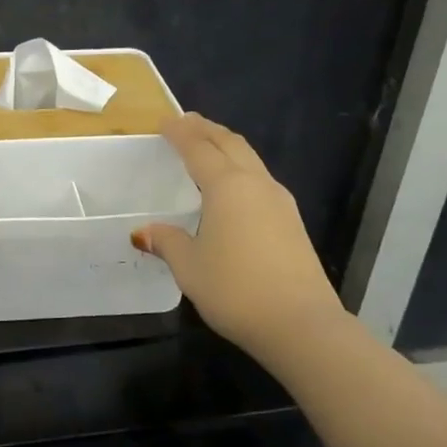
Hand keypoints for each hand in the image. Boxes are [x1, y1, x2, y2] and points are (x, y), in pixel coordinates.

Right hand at [133, 114, 343, 356]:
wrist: (301, 324)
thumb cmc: (236, 290)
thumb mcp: (190, 267)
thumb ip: (168, 242)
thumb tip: (145, 231)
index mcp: (227, 187)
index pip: (198, 148)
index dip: (179, 132)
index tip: (164, 122)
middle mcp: (255, 184)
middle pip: (230, 143)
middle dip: (206, 129)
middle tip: (186, 123)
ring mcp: (280, 201)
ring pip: (250, 159)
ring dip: (226, 146)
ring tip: (208, 148)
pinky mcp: (292, 221)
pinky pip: (260, 179)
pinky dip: (240, 169)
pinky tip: (233, 188)